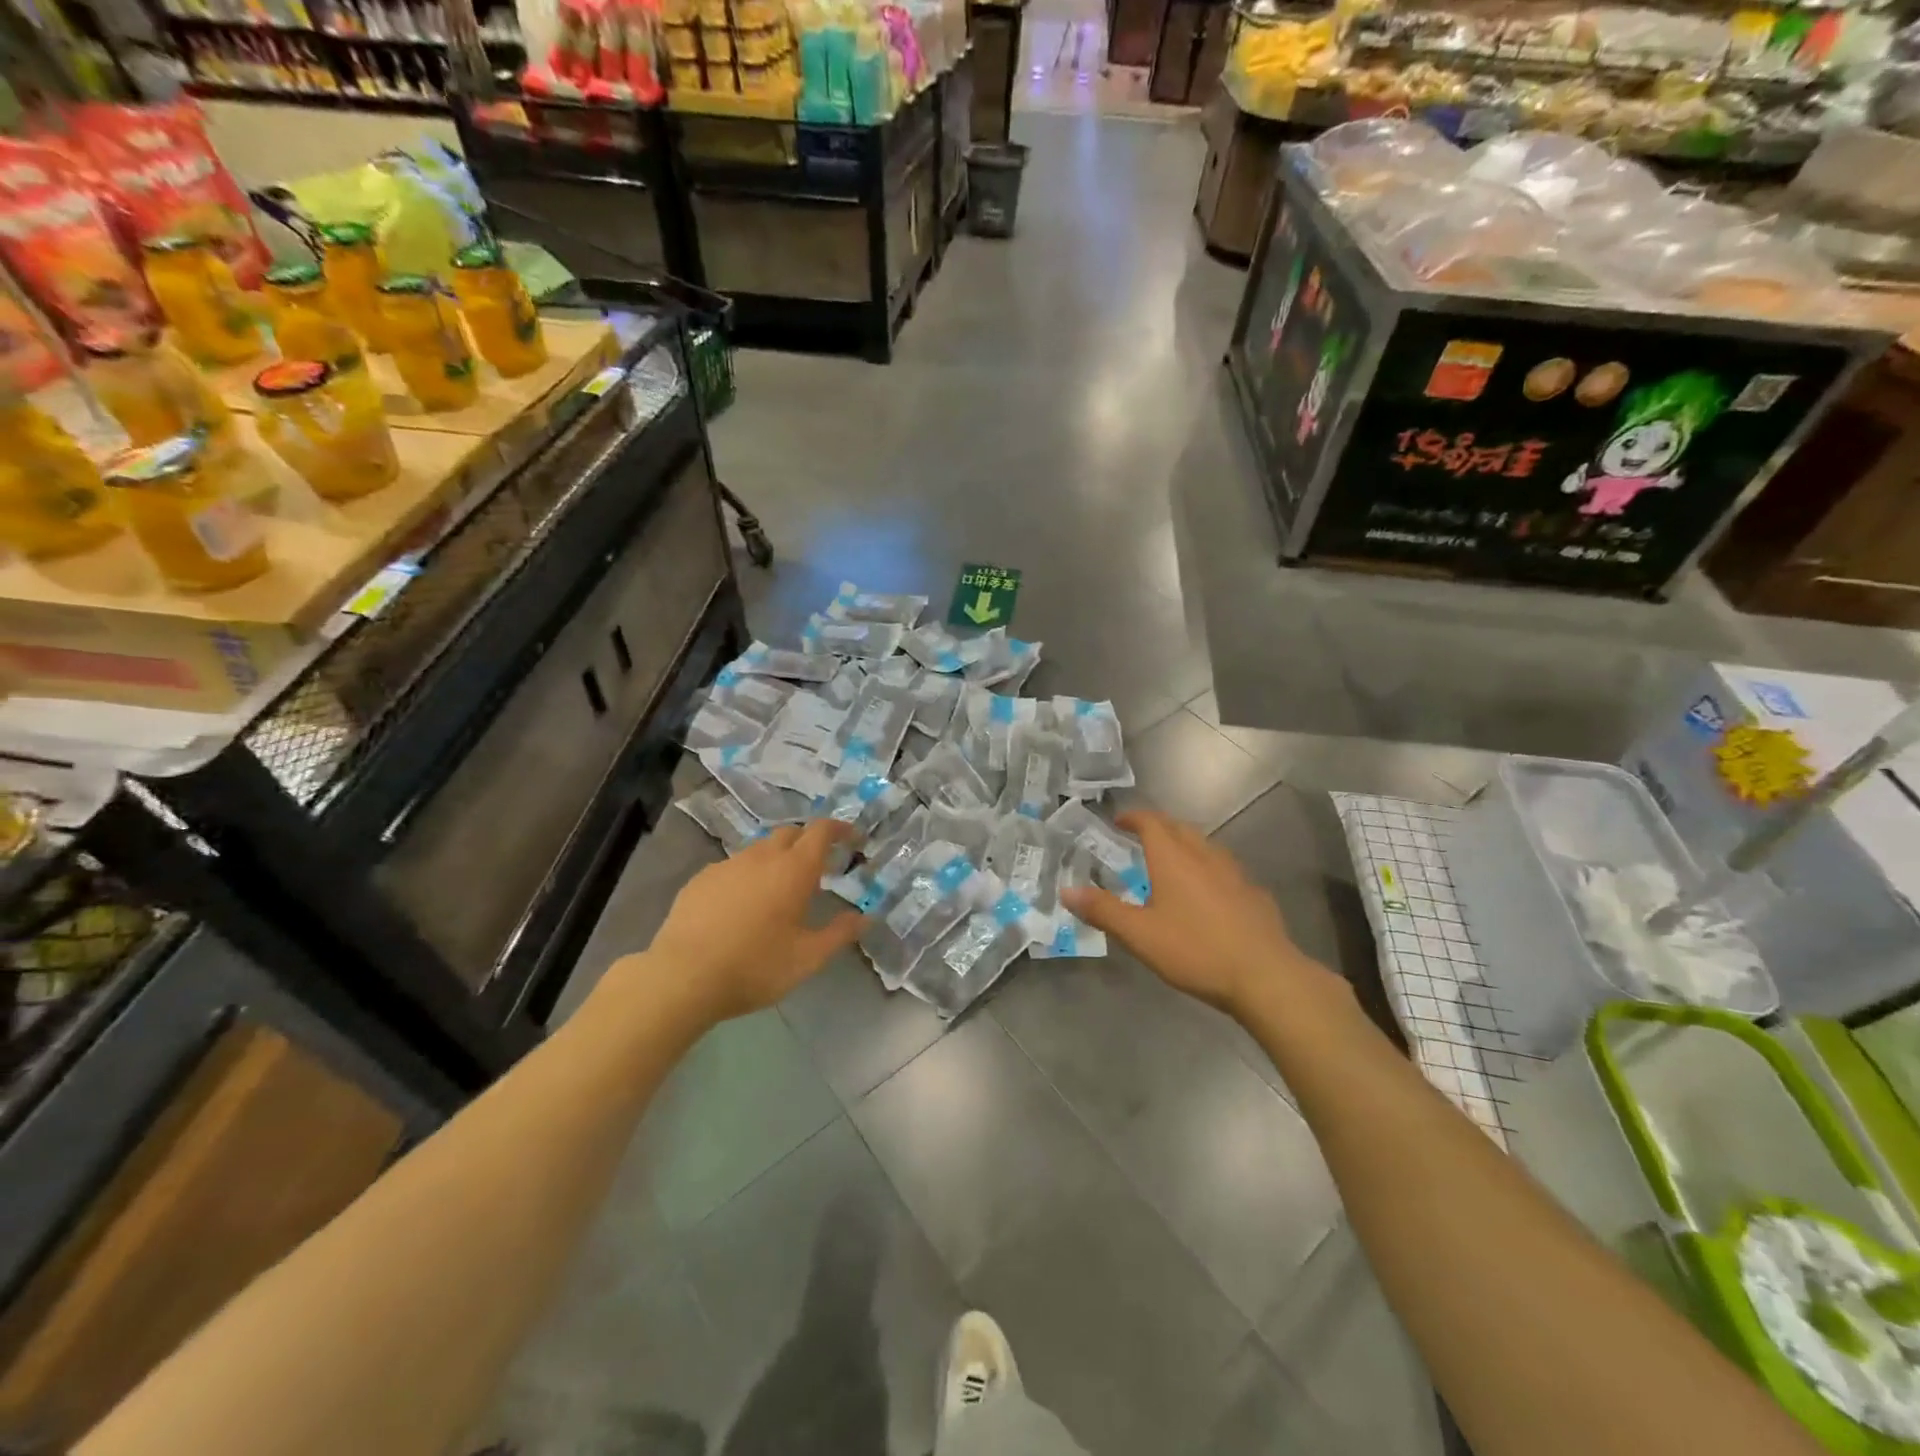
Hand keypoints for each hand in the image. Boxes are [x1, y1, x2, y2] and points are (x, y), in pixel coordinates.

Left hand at [632, 821, 864, 1026]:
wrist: (683, 977)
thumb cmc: (755, 966)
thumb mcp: (807, 958)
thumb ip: (840, 933)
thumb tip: (866, 917)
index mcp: (794, 869)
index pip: (822, 831)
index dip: (840, 829)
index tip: (853, 840)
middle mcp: (762, 857)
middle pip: (791, 834)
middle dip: (809, 843)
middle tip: (819, 869)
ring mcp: (727, 865)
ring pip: (760, 849)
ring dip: (777, 859)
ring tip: (780, 889)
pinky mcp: (701, 879)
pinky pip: (733, 866)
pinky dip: (748, 875)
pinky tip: (742, 904)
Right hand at [1060, 809, 1336, 1016]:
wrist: (1265, 976)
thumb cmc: (1195, 950)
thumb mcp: (1139, 935)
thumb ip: (1102, 910)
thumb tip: (1066, 890)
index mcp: (1173, 859)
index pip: (1151, 822)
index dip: (1133, 817)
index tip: (1118, 820)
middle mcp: (1204, 856)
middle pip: (1180, 828)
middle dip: (1159, 827)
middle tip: (1141, 837)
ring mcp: (1234, 874)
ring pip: (1206, 846)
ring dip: (1185, 845)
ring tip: (1172, 861)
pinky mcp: (1254, 894)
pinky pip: (1226, 870)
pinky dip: (1209, 869)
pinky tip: (1209, 893)